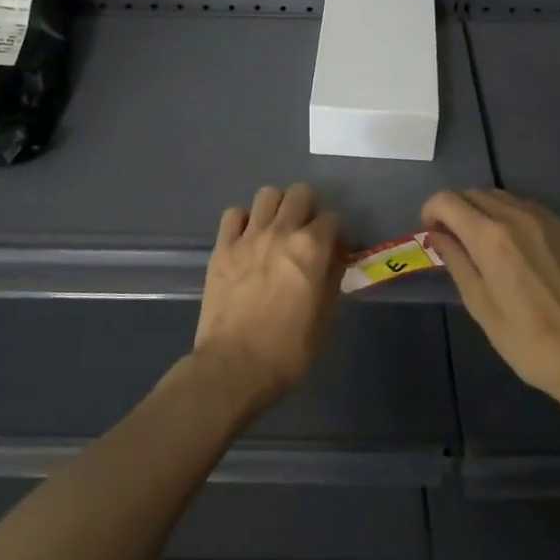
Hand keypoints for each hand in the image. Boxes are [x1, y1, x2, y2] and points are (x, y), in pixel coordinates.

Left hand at [193, 183, 343, 412]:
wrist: (234, 367)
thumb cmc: (288, 350)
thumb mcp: (325, 318)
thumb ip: (332, 279)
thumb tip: (334, 259)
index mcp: (312, 248)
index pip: (333, 218)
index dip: (336, 233)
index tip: (334, 251)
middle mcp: (281, 231)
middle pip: (300, 193)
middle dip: (309, 209)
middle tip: (306, 233)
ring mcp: (248, 236)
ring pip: (267, 194)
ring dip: (277, 208)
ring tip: (276, 231)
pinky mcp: (222, 247)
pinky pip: (233, 214)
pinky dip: (243, 221)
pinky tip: (247, 240)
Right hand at [423, 188, 559, 404]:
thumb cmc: (526, 340)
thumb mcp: (479, 304)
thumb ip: (455, 261)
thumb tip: (437, 235)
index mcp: (489, 236)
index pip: (447, 200)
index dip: (431, 212)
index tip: (433, 235)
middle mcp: (517, 216)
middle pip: (474, 193)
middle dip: (457, 211)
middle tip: (456, 241)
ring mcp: (546, 219)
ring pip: (502, 197)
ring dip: (484, 211)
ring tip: (486, 244)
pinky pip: (528, 208)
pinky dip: (512, 217)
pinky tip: (517, 248)